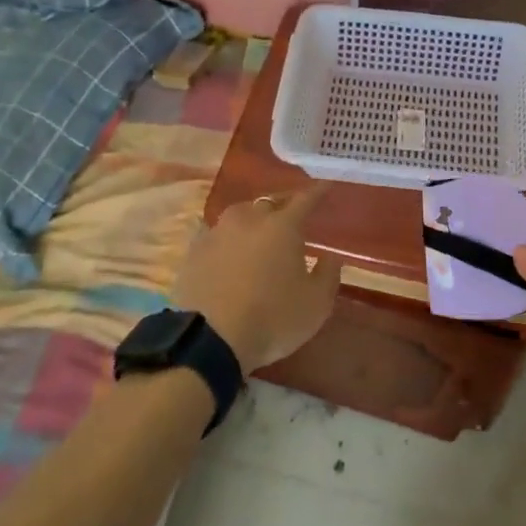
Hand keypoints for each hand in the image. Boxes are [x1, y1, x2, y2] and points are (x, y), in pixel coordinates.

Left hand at [173, 188, 341, 372]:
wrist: (210, 341)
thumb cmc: (272, 319)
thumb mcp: (316, 304)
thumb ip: (328, 274)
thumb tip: (331, 256)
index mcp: (282, 226)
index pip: (305, 199)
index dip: (318, 192)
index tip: (326, 185)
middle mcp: (249, 219)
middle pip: (269, 203)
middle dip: (283, 206)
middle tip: (291, 217)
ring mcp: (217, 232)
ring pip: (240, 216)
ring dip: (252, 221)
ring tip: (258, 235)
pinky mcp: (194, 251)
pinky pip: (216, 236)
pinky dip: (227, 240)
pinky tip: (228, 253)